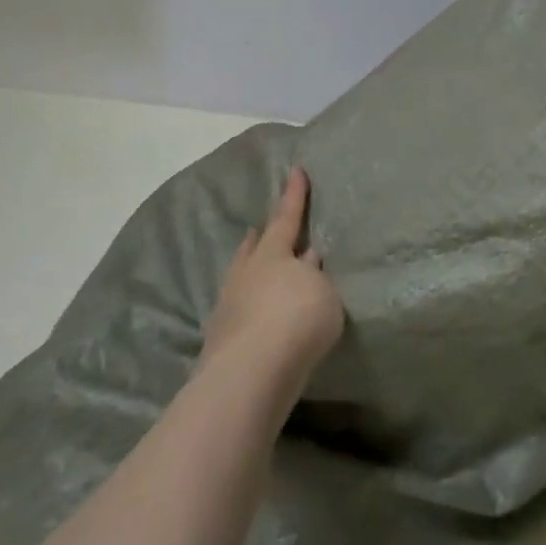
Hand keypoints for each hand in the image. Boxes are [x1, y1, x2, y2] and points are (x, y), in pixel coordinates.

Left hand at [203, 168, 343, 387]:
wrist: (251, 374)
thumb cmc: (298, 320)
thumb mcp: (325, 293)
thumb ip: (315, 277)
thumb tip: (306, 262)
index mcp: (274, 254)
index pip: (287, 217)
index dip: (294, 195)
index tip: (296, 170)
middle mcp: (246, 274)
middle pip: (253, 248)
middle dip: (259, 237)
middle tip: (258, 229)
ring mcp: (228, 307)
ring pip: (240, 278)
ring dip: (250, 271)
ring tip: (255, 269)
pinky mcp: (220, 340)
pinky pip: (238, 310)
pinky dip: (248, 306)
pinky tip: (254, 315)